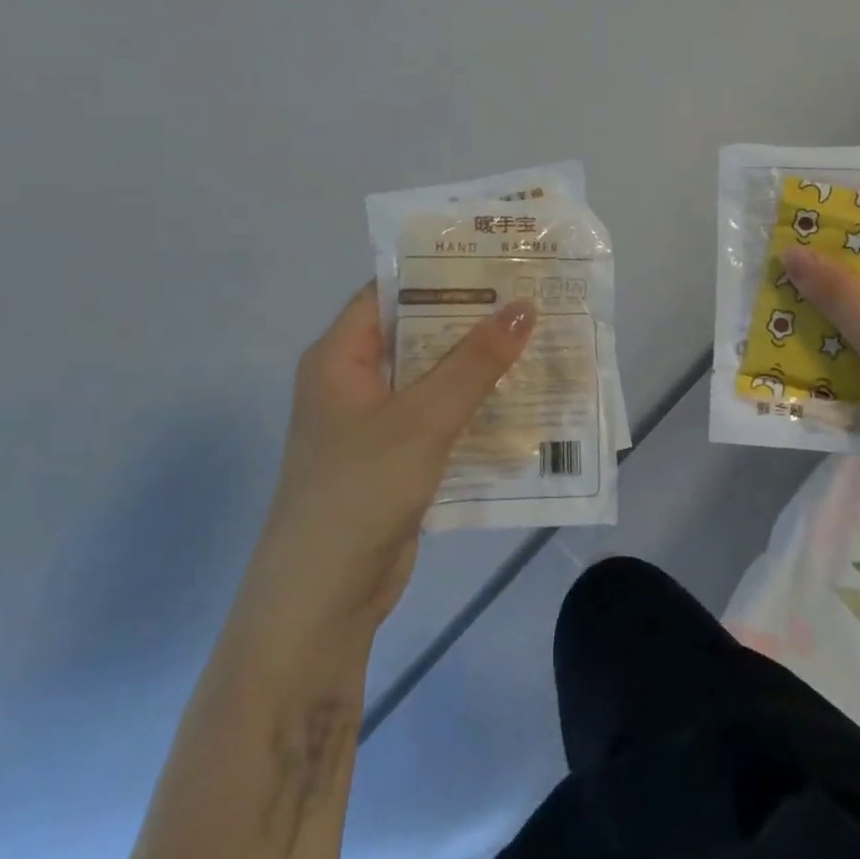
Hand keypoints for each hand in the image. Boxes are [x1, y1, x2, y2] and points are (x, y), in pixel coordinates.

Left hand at [248, 285, 536, 634]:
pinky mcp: (396, 459)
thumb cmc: (361, 491)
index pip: (390, 292)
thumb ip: (475, 361)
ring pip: (433, 378)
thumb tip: (524, 305)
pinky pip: (440, 417)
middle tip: (531, 294)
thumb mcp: (424, 418)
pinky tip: (521, 397)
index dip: (440, 271)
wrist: (322, 601)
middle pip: (418, 333)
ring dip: (478, 363)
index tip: (495, 257)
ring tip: (538, 336)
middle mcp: (354, 382)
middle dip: (471, 317)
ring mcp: (374, 424)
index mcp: (340, 358)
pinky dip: (474, 406)